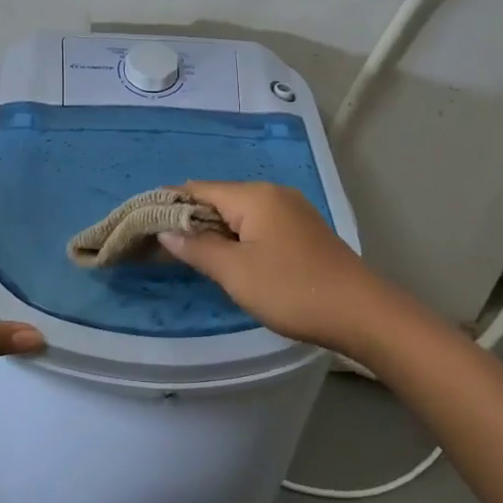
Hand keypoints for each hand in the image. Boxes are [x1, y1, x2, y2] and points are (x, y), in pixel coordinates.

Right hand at [158, 181, 404, 357]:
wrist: (361, 313)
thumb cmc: (292, 289)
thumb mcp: (236, 272)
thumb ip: (197, 248)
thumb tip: (165, 229)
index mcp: (254, 196)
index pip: (198, 189)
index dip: (168, 203)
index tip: (142, 222)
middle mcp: (273, 193)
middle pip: (219, 198)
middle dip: (189, 218)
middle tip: (160, 244)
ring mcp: (291, 211)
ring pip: (239, 213)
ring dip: (213, 229)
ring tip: (189, 254)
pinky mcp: (302, 231)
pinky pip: (258, 224)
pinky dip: (236, 236)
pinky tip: (228, 258)